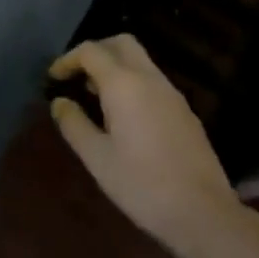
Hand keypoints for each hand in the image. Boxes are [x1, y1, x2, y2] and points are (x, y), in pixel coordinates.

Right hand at [48, 35, 244, 250]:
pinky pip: (153, 81)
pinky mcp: (185, 111)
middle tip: (78, 76)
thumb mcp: (98, 158)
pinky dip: (134, 83)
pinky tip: (126, 116)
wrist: (204, 214)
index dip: (68, 59)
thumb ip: (74, 124)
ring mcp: (171, 93)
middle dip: (96, 51)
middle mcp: (149, 78)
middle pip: (121, 43)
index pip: (91, 51)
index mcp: (124, 83)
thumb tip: (59, 102)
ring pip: (140, 60)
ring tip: (97, 97)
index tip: (54, 78)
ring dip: (116, 67)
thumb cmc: (143, 185)